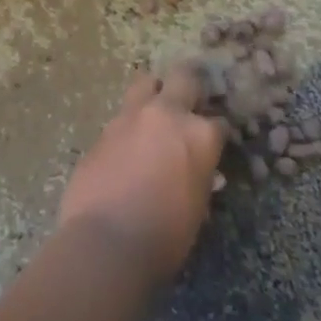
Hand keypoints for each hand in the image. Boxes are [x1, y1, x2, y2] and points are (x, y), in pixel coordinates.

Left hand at [58, 66, 225, 283]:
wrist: (106, 243)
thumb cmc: (164, 236)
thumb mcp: (196, 208)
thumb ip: (199, 178)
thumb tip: (198, 172)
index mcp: (199, 135)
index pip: (218, 122)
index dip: (216, 133)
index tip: (212, 143)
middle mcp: (167, 114)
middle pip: (184, 78)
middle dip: (190, 87)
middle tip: (189, 103)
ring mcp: (131, 117)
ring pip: (146, 83)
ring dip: (153, 94)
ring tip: (154, 115)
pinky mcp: (103, 130)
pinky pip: (121, 117)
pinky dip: (128, 126)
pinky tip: (127, 147)